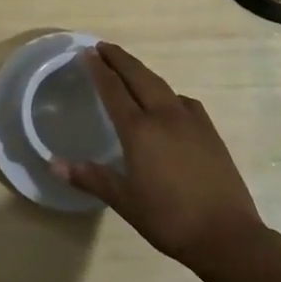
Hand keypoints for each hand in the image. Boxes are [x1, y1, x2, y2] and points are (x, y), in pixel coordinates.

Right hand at [53, 43, 268, 271]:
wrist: (227, 235)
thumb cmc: (169, 219)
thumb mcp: (125, 201)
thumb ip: (91, 178)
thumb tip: (54, 164)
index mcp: (139, 131)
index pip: (114, 90)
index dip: (99, 70)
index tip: (87, 52)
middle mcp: (164, 116)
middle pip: (139, 77)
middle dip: (119, 59)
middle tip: (103, 47)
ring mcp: (191, 120)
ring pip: (161, 85)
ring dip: (142, 72)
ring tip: (129, 68)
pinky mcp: (209, 130)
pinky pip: (183, 101)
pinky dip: (167, 93)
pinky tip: (168, 104)